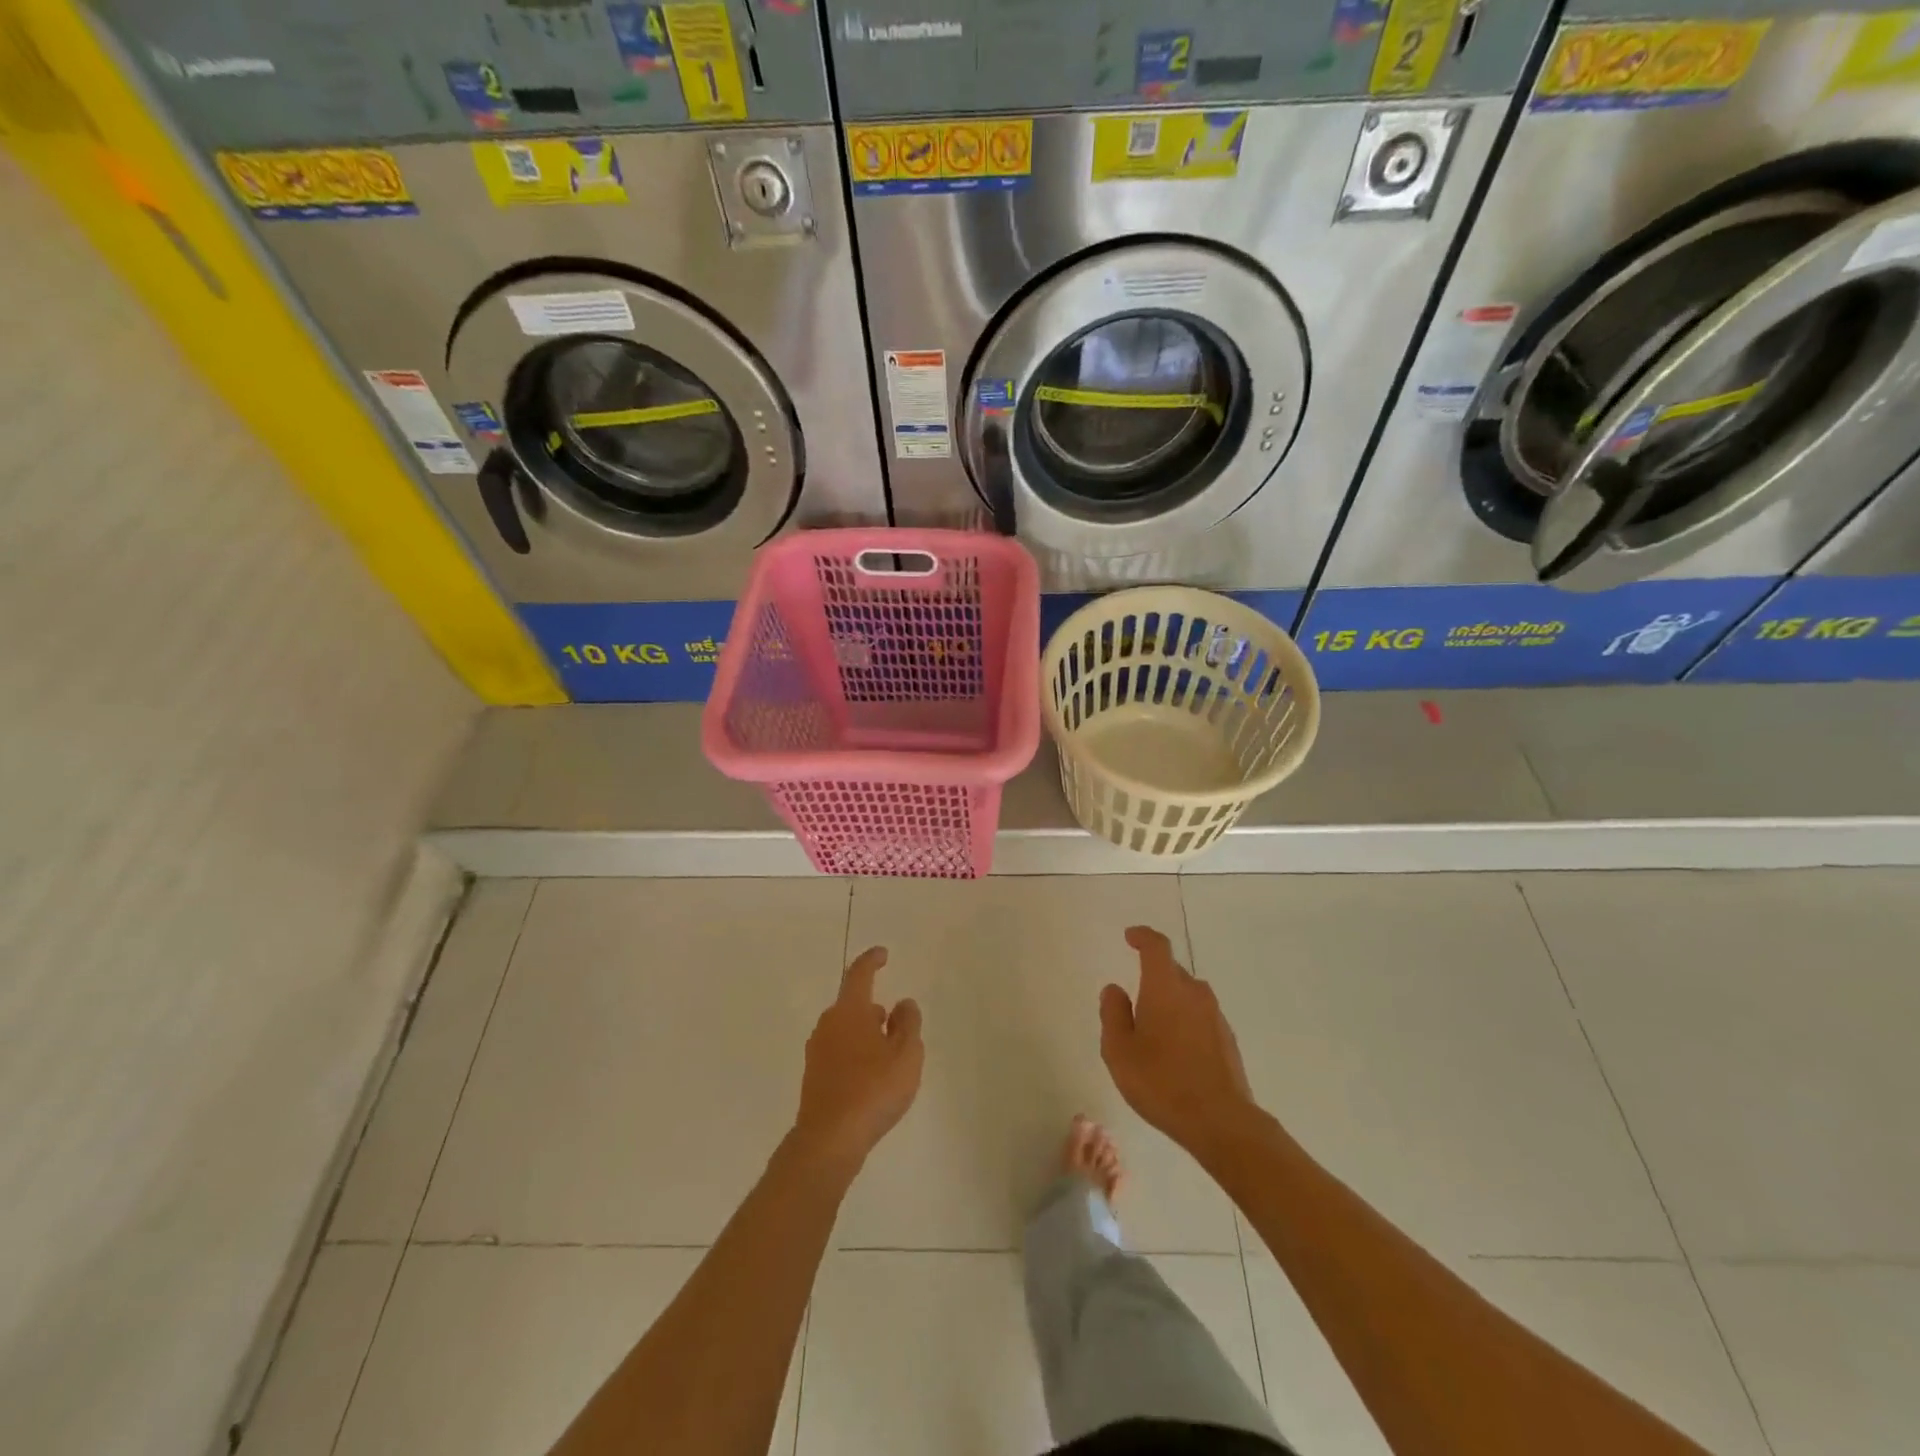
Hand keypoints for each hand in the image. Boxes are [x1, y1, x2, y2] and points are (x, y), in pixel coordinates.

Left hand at [793, 947, 922, 1169]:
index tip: (882, 954)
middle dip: (874, 1009)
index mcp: (849, 1011)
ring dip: (866, 1034)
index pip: (859, 974)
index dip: (871, 960)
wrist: (829, 1140)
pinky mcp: (814, 1076)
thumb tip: (903, 1003)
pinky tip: (871, 1078)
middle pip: (852, 1005)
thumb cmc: (873, 1089)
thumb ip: (908, 1024)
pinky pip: (839, 1052)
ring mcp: (817, 1051)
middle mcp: (828, 1024)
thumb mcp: (906, 1054)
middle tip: (897, 1024)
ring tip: (888, 1057)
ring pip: (846, 1030)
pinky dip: (856, 1054)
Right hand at [1100, 926, 1257, 1154]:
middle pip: (1172, 970)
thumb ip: (1112, 1013)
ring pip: (1188, 994)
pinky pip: (1200, 1017)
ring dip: (1170, 1000)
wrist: (1221, 1121)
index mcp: (1165, 987)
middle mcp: (1194, 993)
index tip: (1130, 937)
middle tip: (1134, 998)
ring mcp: (1215, 1016)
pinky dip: (1185, 1021)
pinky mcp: (1227, 1039)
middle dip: (1153, 974)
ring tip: (1153, 1028)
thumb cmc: (1161, 1082)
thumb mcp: (1118, 1050)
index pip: (1156, 947)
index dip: (1143, 937)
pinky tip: (1175, 1050)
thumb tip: (1115, 990)